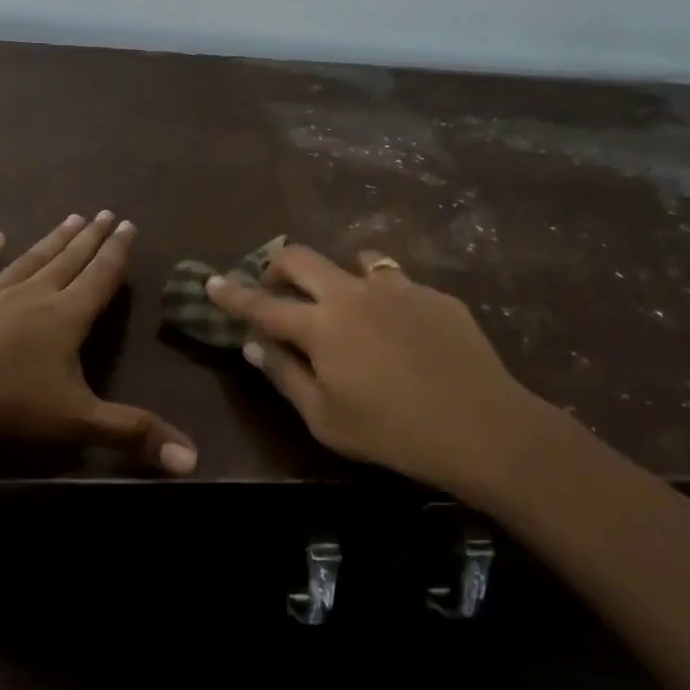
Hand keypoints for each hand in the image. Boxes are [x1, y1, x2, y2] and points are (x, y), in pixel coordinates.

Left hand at [0, 212, 196, 474]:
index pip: (99, 278)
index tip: (129, 225)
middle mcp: (31, 297)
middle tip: (105, 213)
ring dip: (51, 241)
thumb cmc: (5, 406)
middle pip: (68, 261)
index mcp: (65, 318)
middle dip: (90, 239)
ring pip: (28, 261)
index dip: (117, 253)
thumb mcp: (76, 422)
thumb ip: (133, 434)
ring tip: (70, 218)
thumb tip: (193, 460)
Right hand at [207, 246, 558, 497]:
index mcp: (320, 325)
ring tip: (343, 303)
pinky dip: (381, 296)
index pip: (263, 304)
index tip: (211, 281)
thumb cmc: (390, 431)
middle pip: (303, 258)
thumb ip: (286, 376)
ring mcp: (398, 287)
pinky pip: (396, 282)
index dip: (232, 294)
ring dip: (336, 275)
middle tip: (276, 287)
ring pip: (355, 260)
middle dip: (278, 266)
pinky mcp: (433, 294)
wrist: (478, 424)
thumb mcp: (325, 418)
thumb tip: (255, 346)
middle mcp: (353, 293)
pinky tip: (397, 328)